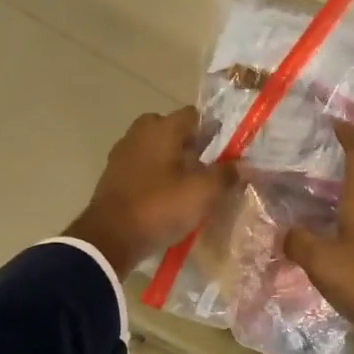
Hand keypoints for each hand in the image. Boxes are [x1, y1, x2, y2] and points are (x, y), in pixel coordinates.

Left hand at [65, 107, 236, 276]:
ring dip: (173, 162)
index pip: (194, 115)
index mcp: (162, 128)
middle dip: (190, 145)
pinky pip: (143, 168)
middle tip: (206, 169)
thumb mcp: (203, 193)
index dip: (212, 130)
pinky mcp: (113, 177)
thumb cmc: (160, 206)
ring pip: (156, 150)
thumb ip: (226, 175)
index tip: (225, 151)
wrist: (110, 238)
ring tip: (189, 186)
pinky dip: (156, 177)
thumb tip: (243, 165)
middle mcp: (139, 133)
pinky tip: (167, 197)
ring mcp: (122, 154)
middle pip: (172, 131)